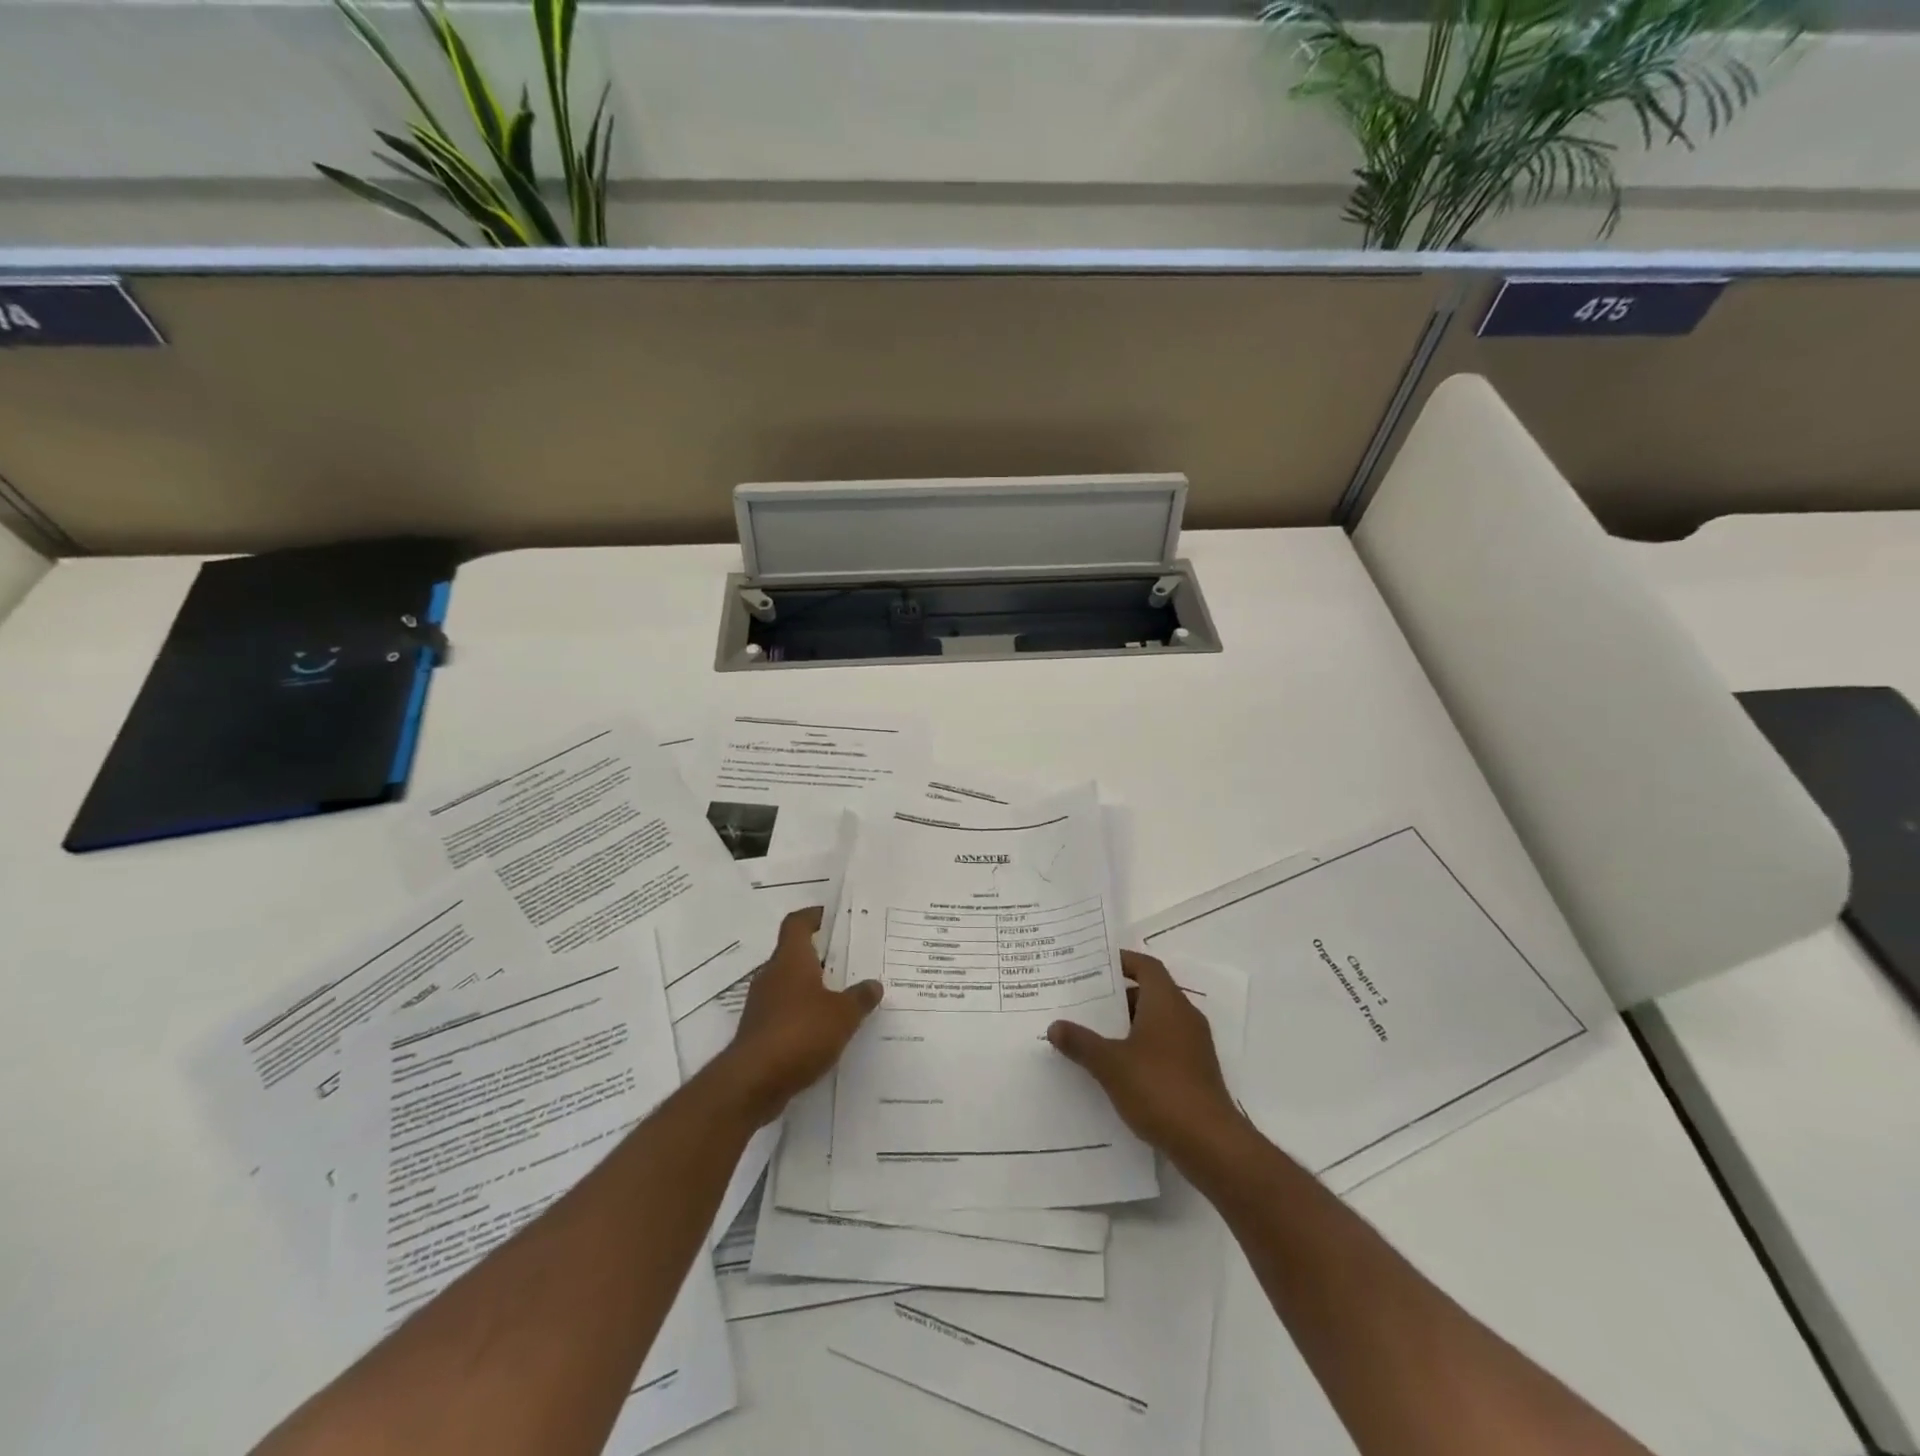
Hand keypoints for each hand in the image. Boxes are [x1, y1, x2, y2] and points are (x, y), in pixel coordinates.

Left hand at [714, 906, 883, 1125]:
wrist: (752, 1083)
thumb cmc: (799, 1033)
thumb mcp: (842, 1015)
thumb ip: (859, 997)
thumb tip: (873, 984)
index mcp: (790, 960)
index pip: (797, 924)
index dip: (813, 916)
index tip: (831, 915)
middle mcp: (772, 976)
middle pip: (795, 954)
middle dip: (820, 955)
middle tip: (850, 958)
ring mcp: (762, 1005)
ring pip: (791, 985)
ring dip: (813, 987)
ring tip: (844, 995)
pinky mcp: (760, 1032)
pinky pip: (786, 1013)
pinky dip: (805, 1014)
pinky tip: (826, 1030)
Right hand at [1047, 950, 1236, 1154]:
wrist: (1210, 1143)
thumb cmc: (1158, 1088)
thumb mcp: (1110, 1064)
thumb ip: (1081, 1042)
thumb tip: (1055, 1026)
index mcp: (1167, 1002)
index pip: (1146, 966)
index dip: (1122, 961)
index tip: (1095, 965)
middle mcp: (1184, 1016)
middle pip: (1150, 992)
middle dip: (1118, 996)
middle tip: (1085, 1001)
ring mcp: (1194, 1045)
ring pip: (1157, 1021)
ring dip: (1129, 1024)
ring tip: (1094, 1034)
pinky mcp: (1196, 1072)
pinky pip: (1165, 1045)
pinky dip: (1142, 1047)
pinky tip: (1118, 1068)